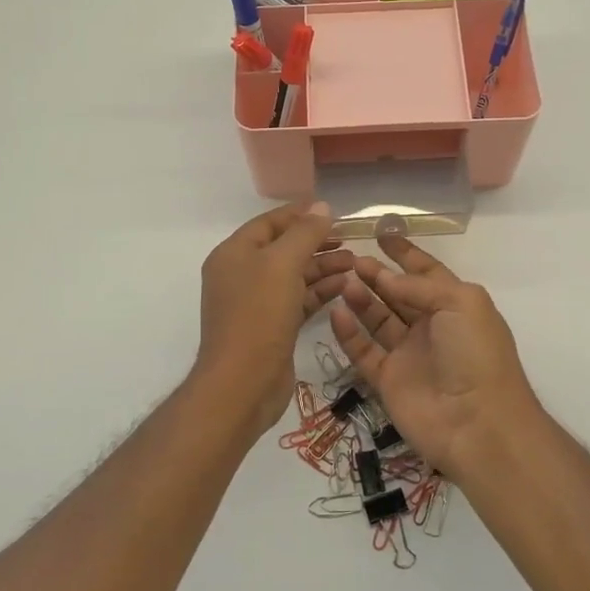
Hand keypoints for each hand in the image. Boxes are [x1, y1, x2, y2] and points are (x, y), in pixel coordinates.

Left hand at [196, 202, 353, 438]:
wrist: (242, 383)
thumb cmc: (259, 315)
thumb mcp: (283, 264)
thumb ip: (304, 233)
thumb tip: (322, 206)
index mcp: (234, 253)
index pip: (270, 223)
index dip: (300, 214)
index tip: (334, 212)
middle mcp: (242, 274)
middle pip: (283, 248)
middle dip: (316, 242)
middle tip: (350, 239)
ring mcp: (256, 303)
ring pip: (294, 275)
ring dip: (323, 267)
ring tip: (355, 263)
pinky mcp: (272, 327)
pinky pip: (298, 299)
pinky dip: (320, 291)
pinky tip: (345, 286)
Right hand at [327, 234, 541, 478]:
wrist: (477, 424)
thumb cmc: (476, 354)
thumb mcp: (460, 303)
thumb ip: (420, 286)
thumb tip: (386, 278)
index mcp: (455, 305)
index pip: (426, 272)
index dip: (405, 254)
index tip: (381, 233)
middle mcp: (431, 327)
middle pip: (398, 294)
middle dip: (377, 274)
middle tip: (351, 259)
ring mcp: (408, 354)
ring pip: (378, 319)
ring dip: (361, 299)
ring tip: (342, 280)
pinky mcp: (387, 380)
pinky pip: (364, 351)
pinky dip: (349, 333)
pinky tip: (336, 312)